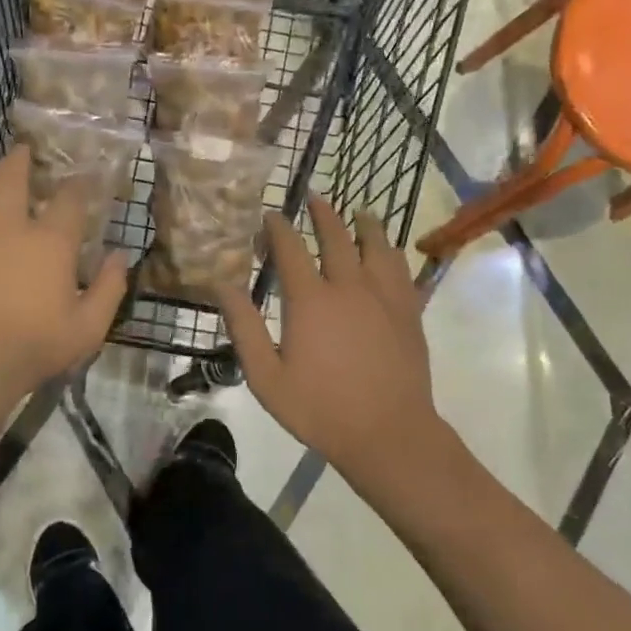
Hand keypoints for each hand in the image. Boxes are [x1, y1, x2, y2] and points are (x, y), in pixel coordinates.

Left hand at [0, 145, 126, 402]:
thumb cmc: (35, 347)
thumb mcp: (89, 327)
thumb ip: (110, 288)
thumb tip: (122, 256)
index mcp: (49, 241)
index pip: (69, 199)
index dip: (79, 183)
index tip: (83, 178)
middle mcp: (6, 227)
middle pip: (10, 179)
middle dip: (18, 160)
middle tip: (20, 151)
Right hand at [217, 194, 462, 500]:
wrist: (388, 433)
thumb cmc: (319, 408)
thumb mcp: (266, 376)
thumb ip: (244, 327)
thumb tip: (222, 285)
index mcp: (310, 300)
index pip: (290, 248)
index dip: (278, 227)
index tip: (269, 215)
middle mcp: (349, 286)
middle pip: (335, 236)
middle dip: (321, 213)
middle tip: (313, 197)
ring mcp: (384, 295)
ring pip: (375, 244)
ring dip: (363, 224)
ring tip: (357, 212)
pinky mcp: (408, 310)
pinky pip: (400, 267)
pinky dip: (390, 250)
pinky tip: (387, 250)